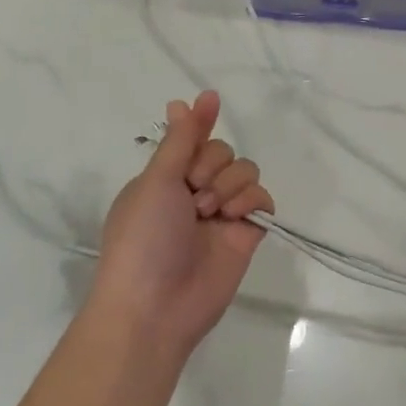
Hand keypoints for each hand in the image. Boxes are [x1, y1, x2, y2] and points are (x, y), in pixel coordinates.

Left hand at [92, 90, 273, 363]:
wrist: (155, 307)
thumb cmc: (143, 239)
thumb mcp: (156, 181)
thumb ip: (181, 139)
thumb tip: (187, 98)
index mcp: (164, 178)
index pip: (191, 139)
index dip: (200, 126)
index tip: (210, 101)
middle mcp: (193, 191)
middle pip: (223, 151)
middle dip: (211, 165)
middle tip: (193, 192)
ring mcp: (221, 213)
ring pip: (245, 170)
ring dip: (229, 184)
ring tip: (210, 213)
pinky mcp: (246, 232)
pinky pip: (262, 198)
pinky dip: (250, 201)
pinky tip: (234, 218)